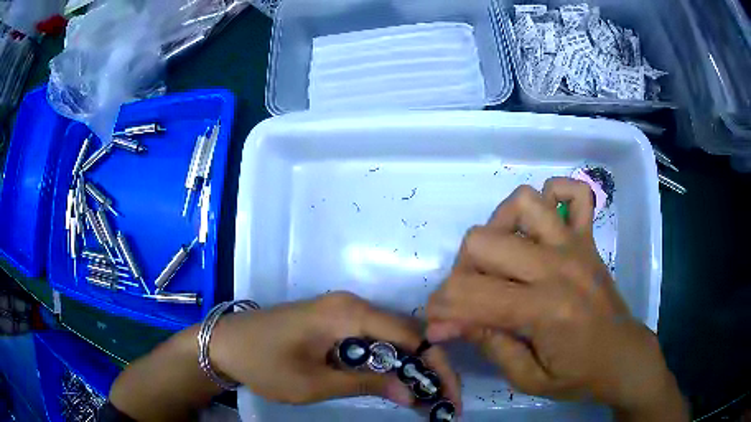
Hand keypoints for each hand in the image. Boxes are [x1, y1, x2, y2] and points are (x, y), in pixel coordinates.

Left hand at [210, 292, 461, 408]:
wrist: (224, 343)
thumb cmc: (264, 363)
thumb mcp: (314, 383)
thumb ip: (365, 384)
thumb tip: (412, 394)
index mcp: (349, 313)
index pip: (412, 336)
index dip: (436, 366)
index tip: (450, 395)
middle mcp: (353, 304)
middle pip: (407, 334)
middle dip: (430, 367)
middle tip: (444, 399)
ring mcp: (343, 310)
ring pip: (393, 337)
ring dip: (412, 366)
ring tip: (427, 396)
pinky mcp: (335, 321)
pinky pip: (374, 339)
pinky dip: (390, 362)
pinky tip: (397, 383)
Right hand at [426, 178, 685, 419]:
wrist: (621, 356)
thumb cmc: (577, 375)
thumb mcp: (527, 378)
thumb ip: (489, 344)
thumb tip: (447, 322)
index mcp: (544, 309)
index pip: (471, 294)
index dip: (441, 309)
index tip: (438, 325)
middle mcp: (558, 266)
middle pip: (483, 240)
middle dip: (462, 272)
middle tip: (470, 297)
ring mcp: (575, 244)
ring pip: (522, 202)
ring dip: (500, 225)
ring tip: (502, 255)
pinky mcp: (588, 237)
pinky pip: (573, 192)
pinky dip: (553, 196)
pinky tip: (543, 225)